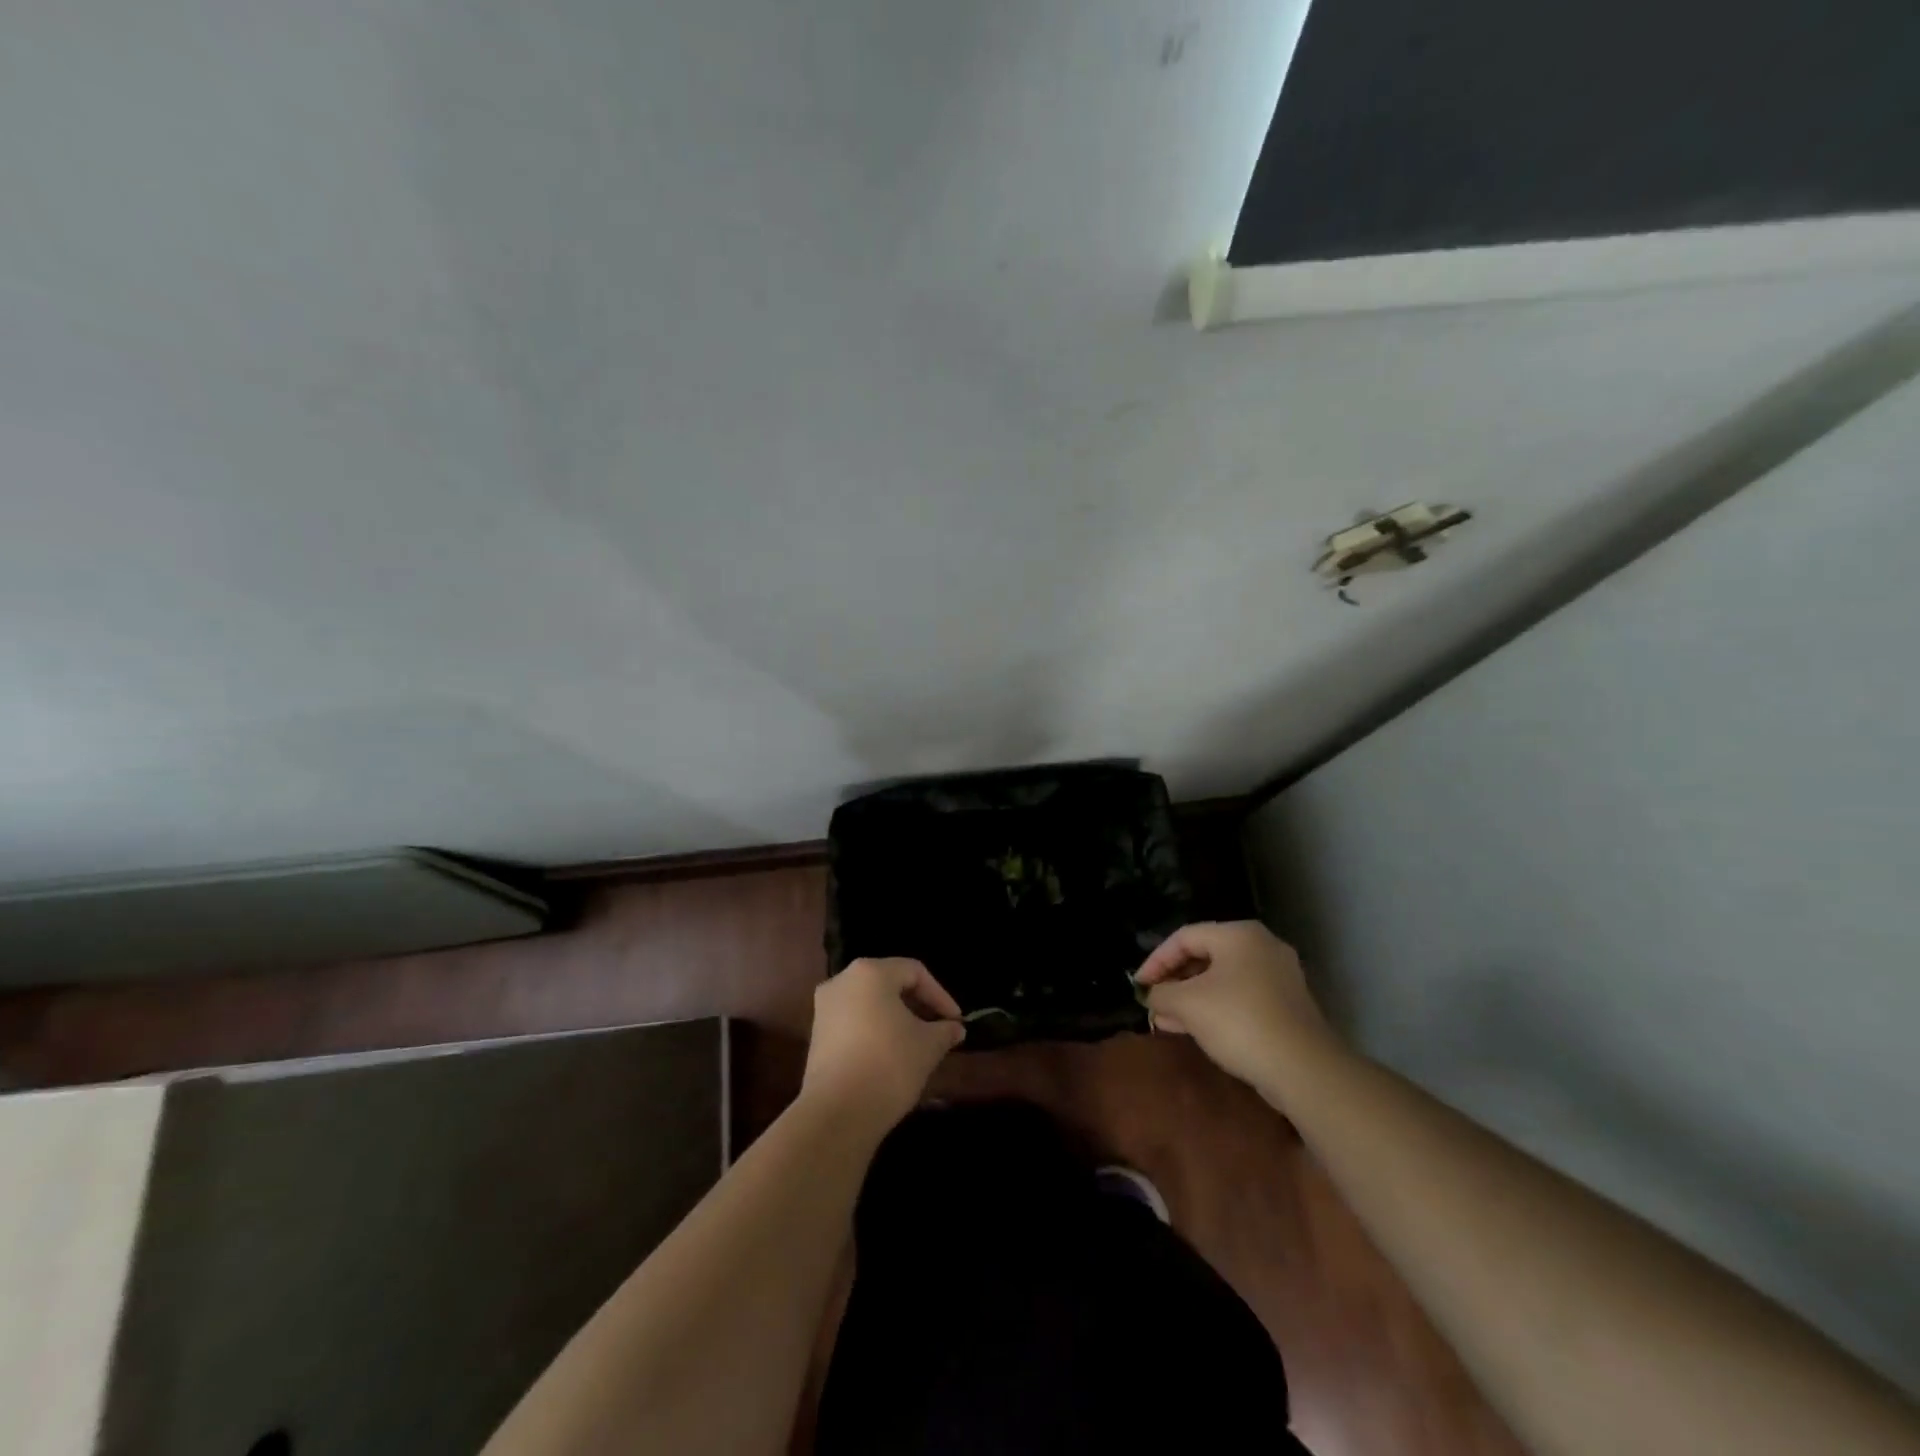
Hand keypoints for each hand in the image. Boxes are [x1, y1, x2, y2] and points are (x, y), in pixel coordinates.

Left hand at [801, 959, 964, 1136]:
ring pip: (870, 1003)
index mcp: (870, 972)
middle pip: (889, 983)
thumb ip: (944, 1031)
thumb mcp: (928, 1046)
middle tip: (939, 1029)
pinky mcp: (817, 1035)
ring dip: (896, 1018)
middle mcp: (842, 981)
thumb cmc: (888, 1065)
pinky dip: (875, 1030)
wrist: (837, 1113)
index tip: (956, 1021)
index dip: (940, 995)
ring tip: (917, 1043)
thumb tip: (955, 1028)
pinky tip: (890, 1055)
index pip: (914, 972)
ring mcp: (825, 1008)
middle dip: (918, 1005)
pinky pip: (854, 1021)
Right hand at [1135, 921, 1340, 1098]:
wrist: (1303, 1069)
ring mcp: (1278, 976)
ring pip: (1222, 979)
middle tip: (1152, 1001)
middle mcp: (1261, 947)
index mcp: (1238, 935)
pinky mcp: (1286, 1005)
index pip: (1184, 937)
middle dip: (1174, 980)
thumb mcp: (1188, 1004)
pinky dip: (1214, 1008)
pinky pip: (1240, 997)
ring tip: (1166, 1020)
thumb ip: (1162, 993)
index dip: (1156, 960)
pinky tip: (1194, 1030)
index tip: (1138, 985)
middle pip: (1205, 956)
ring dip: (1191, 997)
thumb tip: (1153, 995)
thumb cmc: (1239, 1022)